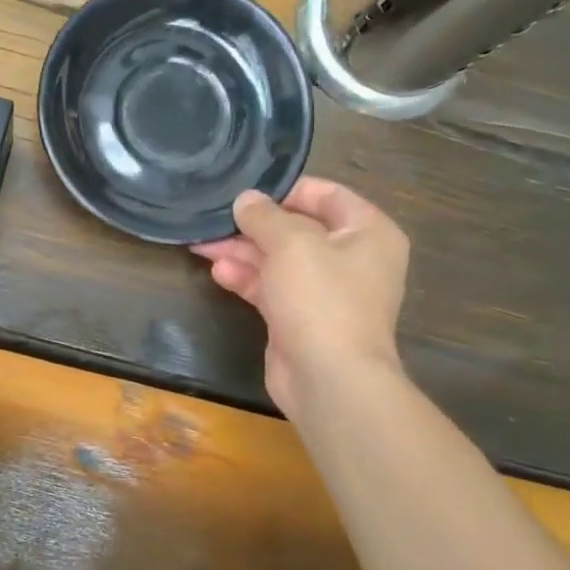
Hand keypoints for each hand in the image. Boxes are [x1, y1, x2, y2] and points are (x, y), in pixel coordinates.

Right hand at [191, 178, 409, 416]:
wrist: (329, 379)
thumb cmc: (321, 299)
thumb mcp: (291, 244)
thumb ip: (265, 216)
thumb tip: (246, 199)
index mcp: (367, 232)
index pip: (326, 195)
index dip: (285, 190)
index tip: (246, 190)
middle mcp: (351, 259)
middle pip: (297, 229)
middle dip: (253, 225)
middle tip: (214, 218)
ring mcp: (325, 292)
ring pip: (279, 260)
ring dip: (242, 251)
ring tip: (202, 244)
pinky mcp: (300, 318)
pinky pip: (271, 288)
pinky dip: (246, 278)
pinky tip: (217, 271)